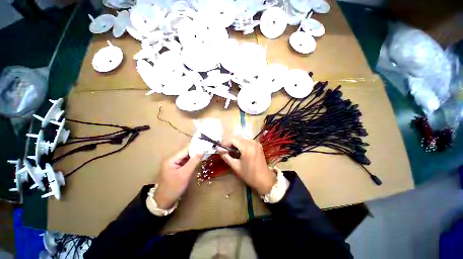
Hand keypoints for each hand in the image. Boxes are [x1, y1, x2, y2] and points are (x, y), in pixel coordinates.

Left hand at [154, 148, 201, 208]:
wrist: (165, 200)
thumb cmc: (174, 187)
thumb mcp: (185, 174)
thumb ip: (194, 162)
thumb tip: (202, 150)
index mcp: (172, 159)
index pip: (186, 150)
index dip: (196, 147)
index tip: (206, 145)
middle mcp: (172, 159)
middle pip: (186, 152)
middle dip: (196, 151)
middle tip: (207, 150)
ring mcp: (174, 163)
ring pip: (187, 157)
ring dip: (195, 156)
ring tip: (205, 153)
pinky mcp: (177, 167)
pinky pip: (186, 161)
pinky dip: (192, 160)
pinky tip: (199, 160)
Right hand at [219, 136, 275, 194]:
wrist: (264, 179)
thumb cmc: (249, 175)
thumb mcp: (235, 166)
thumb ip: (226, 156)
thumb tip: (218, 148)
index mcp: (247, 147)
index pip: (232, 139)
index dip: (224, 142)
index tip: (220, 148)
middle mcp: (252, 142)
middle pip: (237, 137)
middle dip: (229, 142)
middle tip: (225, 150)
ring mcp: (256, 142)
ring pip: (241, 138)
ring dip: (235, 142)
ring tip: (231, 151)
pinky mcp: (258, 144)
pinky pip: (247, 140)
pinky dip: (241, 143)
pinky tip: (239, 150)